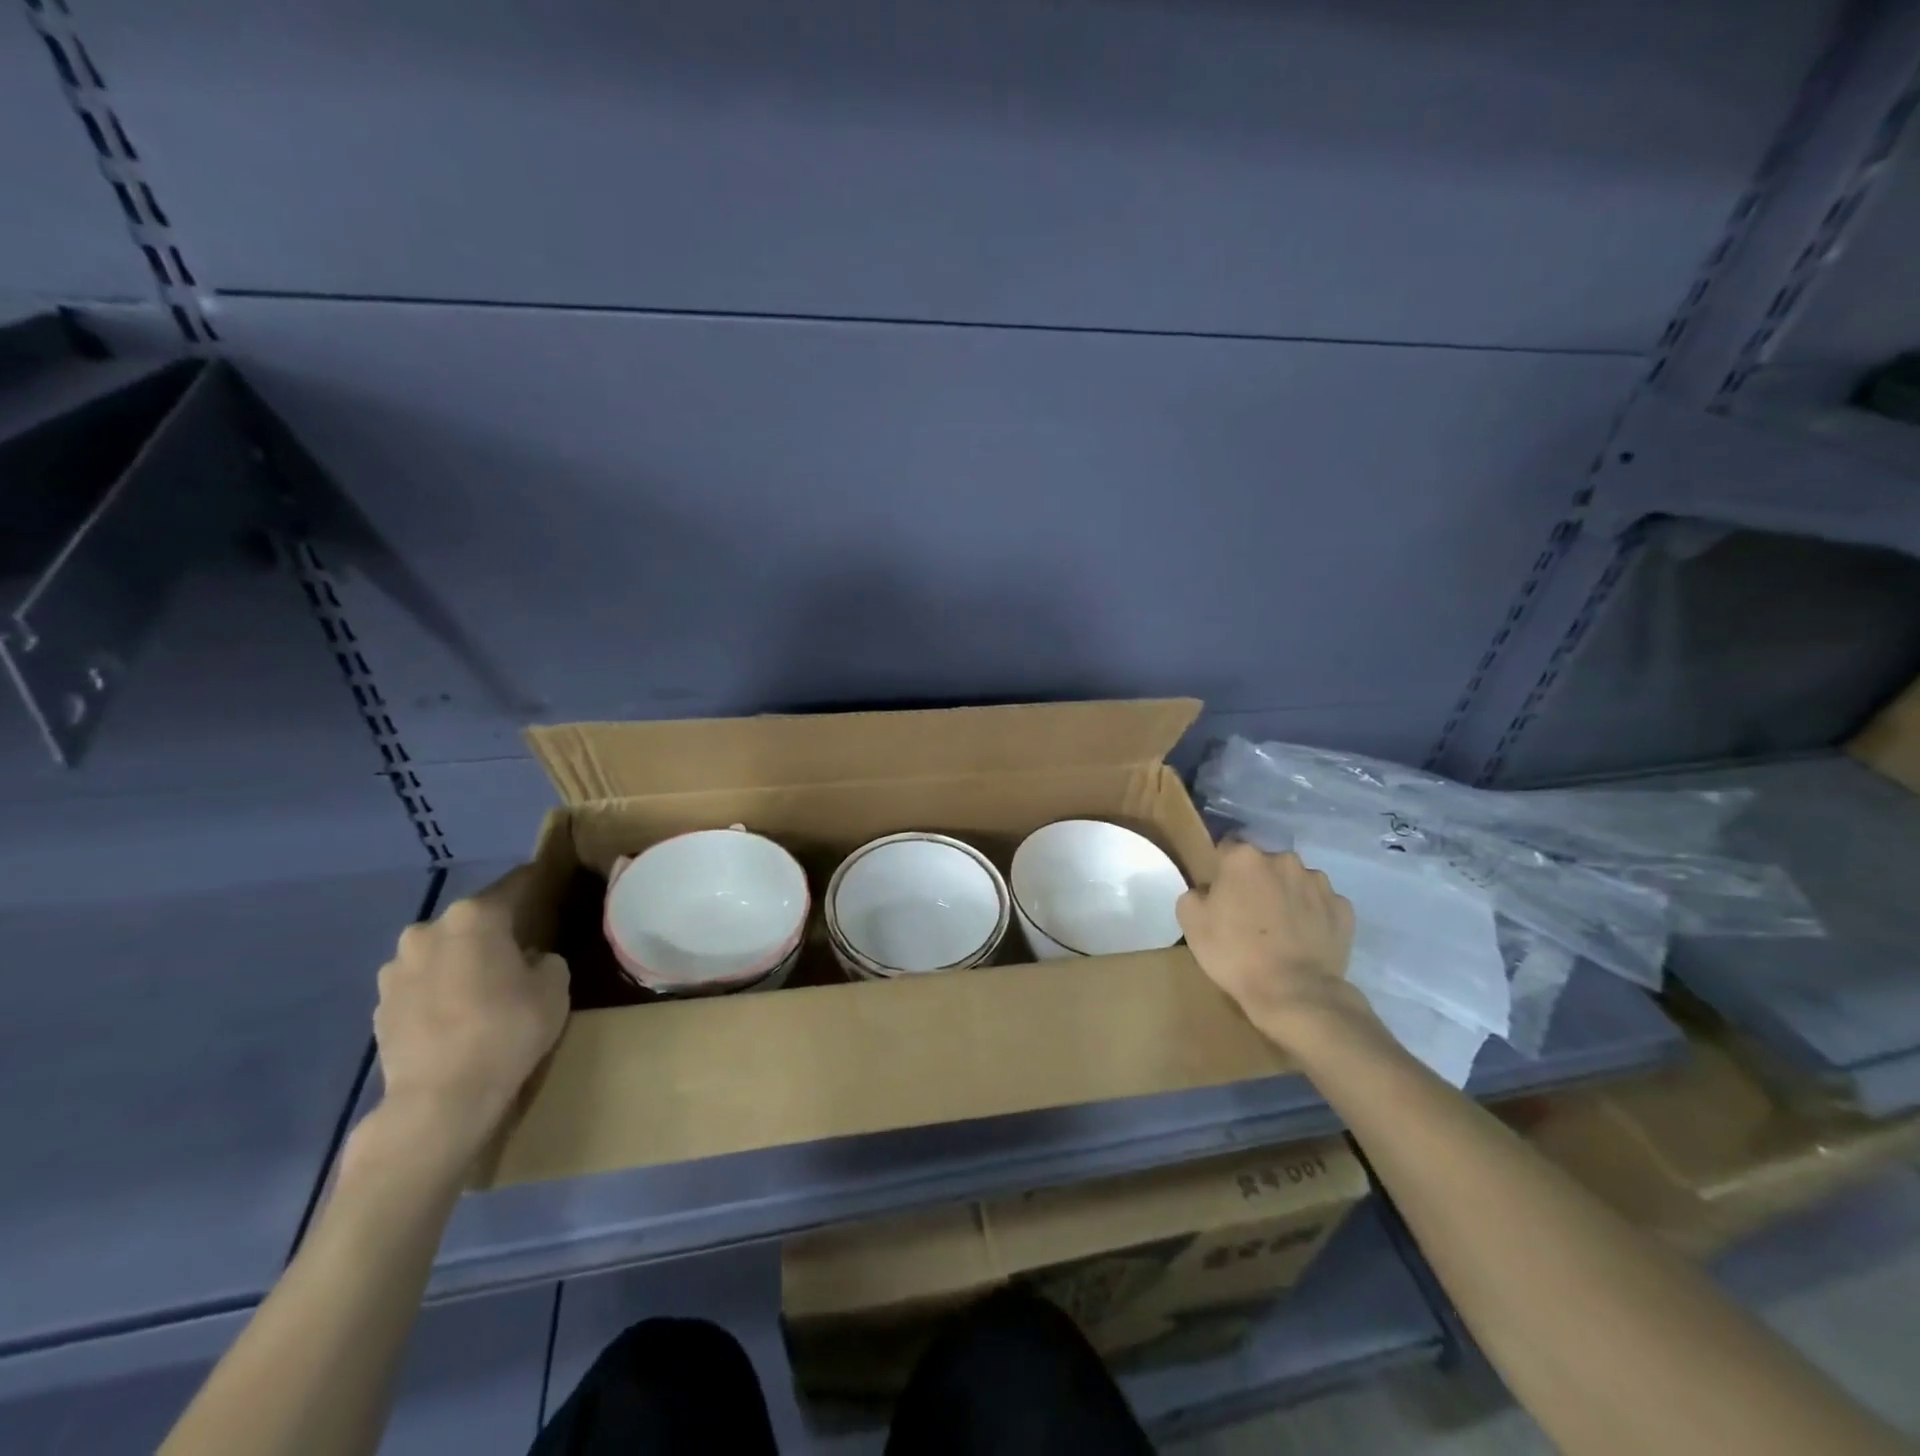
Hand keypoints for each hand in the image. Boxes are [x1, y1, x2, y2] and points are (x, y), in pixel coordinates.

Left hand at [372, 869, 569, 1158]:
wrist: (439, 1099)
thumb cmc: (507, 1029)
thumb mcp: (555, 986)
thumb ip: (545, 960)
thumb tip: (528, 961)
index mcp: (475, 916)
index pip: (516, 885)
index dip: (538, 885)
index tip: (553, 888)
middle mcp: (429, 930)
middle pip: (473, 920)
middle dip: (494, 931)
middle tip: (520, 951)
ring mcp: (396, 969)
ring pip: (442, 952)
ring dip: (461, 962)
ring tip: (484, 989)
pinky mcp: (379, 1007)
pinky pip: (421, 986)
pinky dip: (439, 992)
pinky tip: (458, 1017)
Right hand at [1177, 842, 1369, 1048]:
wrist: (1294, 993)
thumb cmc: (1235, 953)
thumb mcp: (1191, 923)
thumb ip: (1195, 894)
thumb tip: (1208, 891)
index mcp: (1244, 857)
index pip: (1227, 848)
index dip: (1221, 870)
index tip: (1220, 892)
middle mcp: (1284, 860)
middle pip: (1264, 863)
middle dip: (1257, 880)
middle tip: (1249, 913)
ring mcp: (1319, 883)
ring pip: (1295, 881)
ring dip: (1286, 895)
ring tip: (1281, 929)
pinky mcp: (1343, 909)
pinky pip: (1321, 904)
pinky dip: (1313, 915)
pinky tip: (1304, 939)